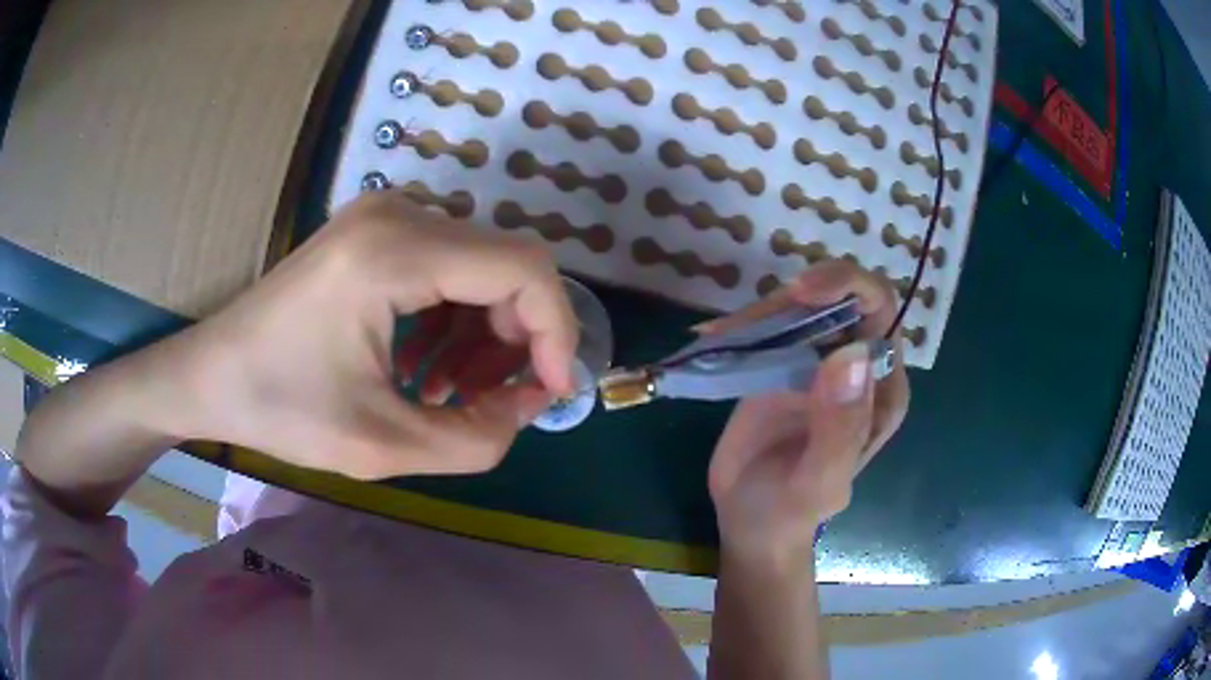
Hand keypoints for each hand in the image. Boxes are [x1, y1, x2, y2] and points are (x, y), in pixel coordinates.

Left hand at [161, 191, 577, 479]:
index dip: (556, 332)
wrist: (211, 374)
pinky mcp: (376, 232)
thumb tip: (529, 404)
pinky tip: (425, 367)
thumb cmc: (280, 408)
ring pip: (480, 268)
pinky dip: (453, 321)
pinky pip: (446, 268)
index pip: (523, 268)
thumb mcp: (382, 446)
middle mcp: (399, 213)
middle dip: (518, 340)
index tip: (550, 394)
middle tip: (494, 402)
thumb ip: (476, 437)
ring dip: (484, 335)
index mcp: (394, 252)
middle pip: (506, 265)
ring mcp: (385, 216)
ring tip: (448, 394)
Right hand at [702, 261, 909, 569]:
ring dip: (763, 309)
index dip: (849, 285)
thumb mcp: (819, 481)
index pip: (881, 311)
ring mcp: (816, 362)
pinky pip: (768, 327)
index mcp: (880, 389)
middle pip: (841, 295)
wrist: (749, 522)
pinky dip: (741, 324)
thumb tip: (851, 353)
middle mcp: (855, 366)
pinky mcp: (780, 364)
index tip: (802, 292)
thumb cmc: (790, 511)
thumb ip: (841, 427)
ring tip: (722, 335)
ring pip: (801, 305)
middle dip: (799, 294)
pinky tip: (711, 336)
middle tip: (751, 321)